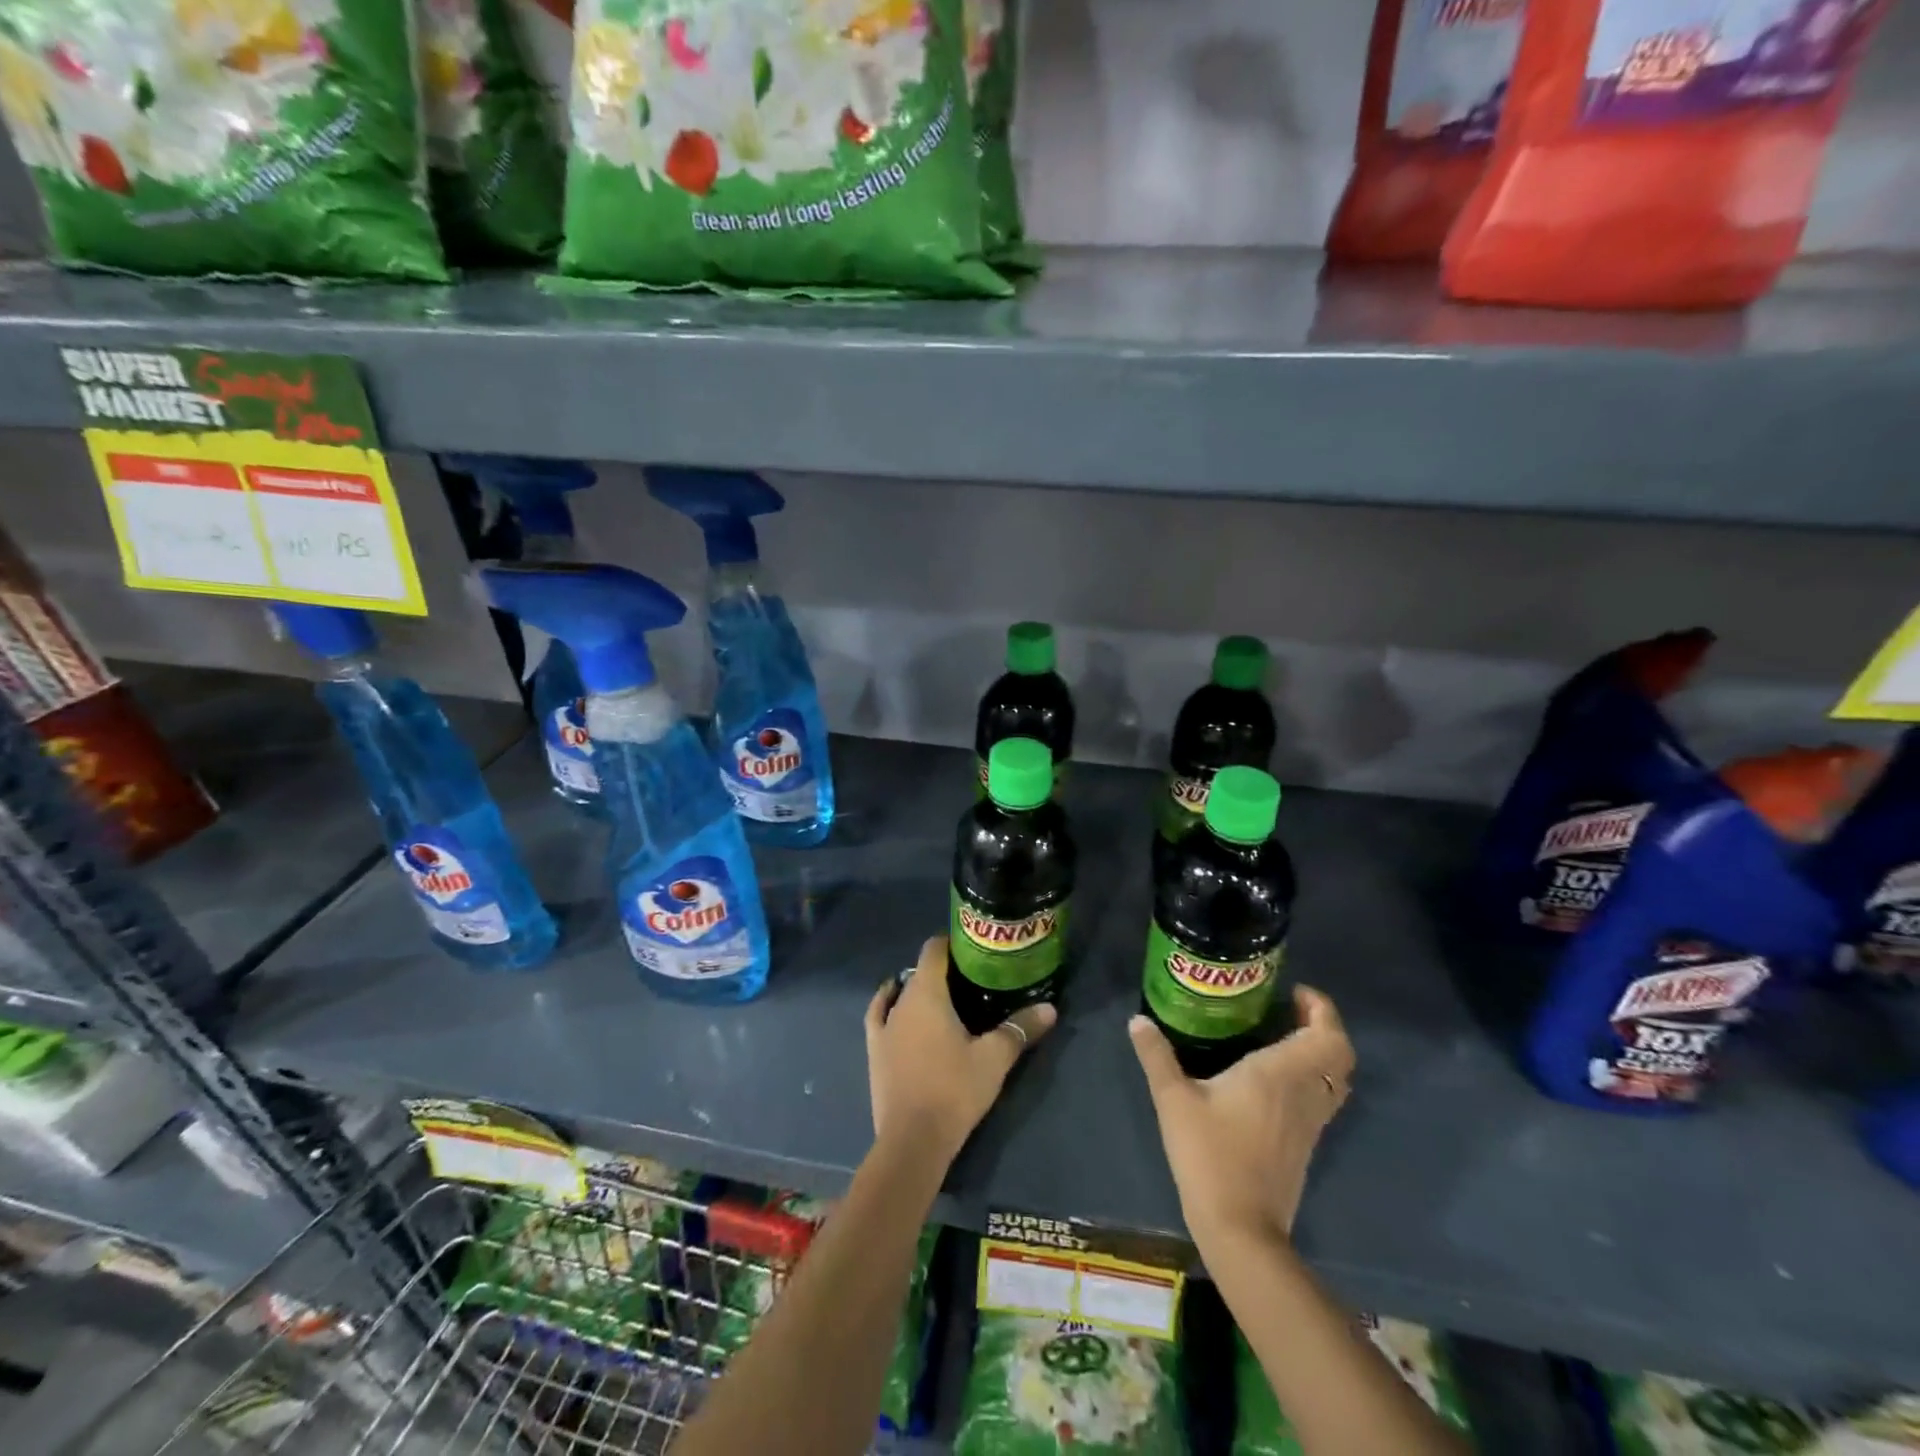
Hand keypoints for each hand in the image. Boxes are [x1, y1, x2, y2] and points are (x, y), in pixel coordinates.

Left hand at [865, 936, 1056, 1164]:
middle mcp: (901, 1001)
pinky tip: (896, 1006)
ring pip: (902, 992)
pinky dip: (889, 1004)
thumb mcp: (994, 1059)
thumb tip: (1050, 1008)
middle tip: (972, 979)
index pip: (934, 950)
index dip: (952, 943)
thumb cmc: (954, 1090)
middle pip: (921, 971)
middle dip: (944, 970)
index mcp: (927, 993)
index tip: (973, 948)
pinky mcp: (874, 1049)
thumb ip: (1020, 1028)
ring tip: (946, 998)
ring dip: (919, 989)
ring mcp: (884, 1025)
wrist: (913, 1140)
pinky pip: (879, 1014)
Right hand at [1130, 986, 1354, 1245]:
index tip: (1295, 992)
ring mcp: (1310, 1122)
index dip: (1322, 1009)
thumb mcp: (1173, 1100)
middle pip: (1340, 1055)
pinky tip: (1276, 1079)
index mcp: (1279, 1074)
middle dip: (1324, 1027)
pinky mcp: (1306, 1145)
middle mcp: (1304, 1093)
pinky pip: (1323, 1098)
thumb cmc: (1209, 1155)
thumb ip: (1156, 1056)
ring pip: (1335, 1079)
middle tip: (1290, 1010)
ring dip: (1320, 1053)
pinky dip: (1312, 1077)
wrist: (1241, 1229)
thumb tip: (1138, 1020)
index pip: (1326, 1035)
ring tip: (1284, 1037)